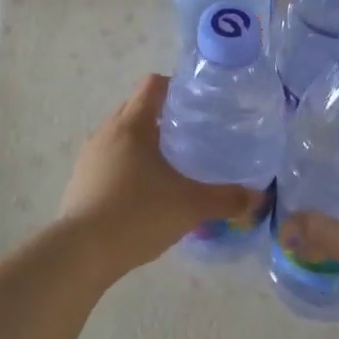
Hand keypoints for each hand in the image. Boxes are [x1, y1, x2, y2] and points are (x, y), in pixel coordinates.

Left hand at [57, 74, 260, 281]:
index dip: (177, 87)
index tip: (199, 103)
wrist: (81, 253)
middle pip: (137, 108)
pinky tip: (145, 191)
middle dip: (163, 116)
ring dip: (144, 142)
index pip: (154, 85)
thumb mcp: (190, 206)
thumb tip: (257, 197)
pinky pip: (110, 160)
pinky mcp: (81, 180)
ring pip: (122, 136)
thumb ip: (226, 199)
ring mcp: (90, 157)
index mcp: (132, 125)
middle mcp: (107, 132)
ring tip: (172, 163)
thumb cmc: (137, 214)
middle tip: (192, 134)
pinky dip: (128, 165)